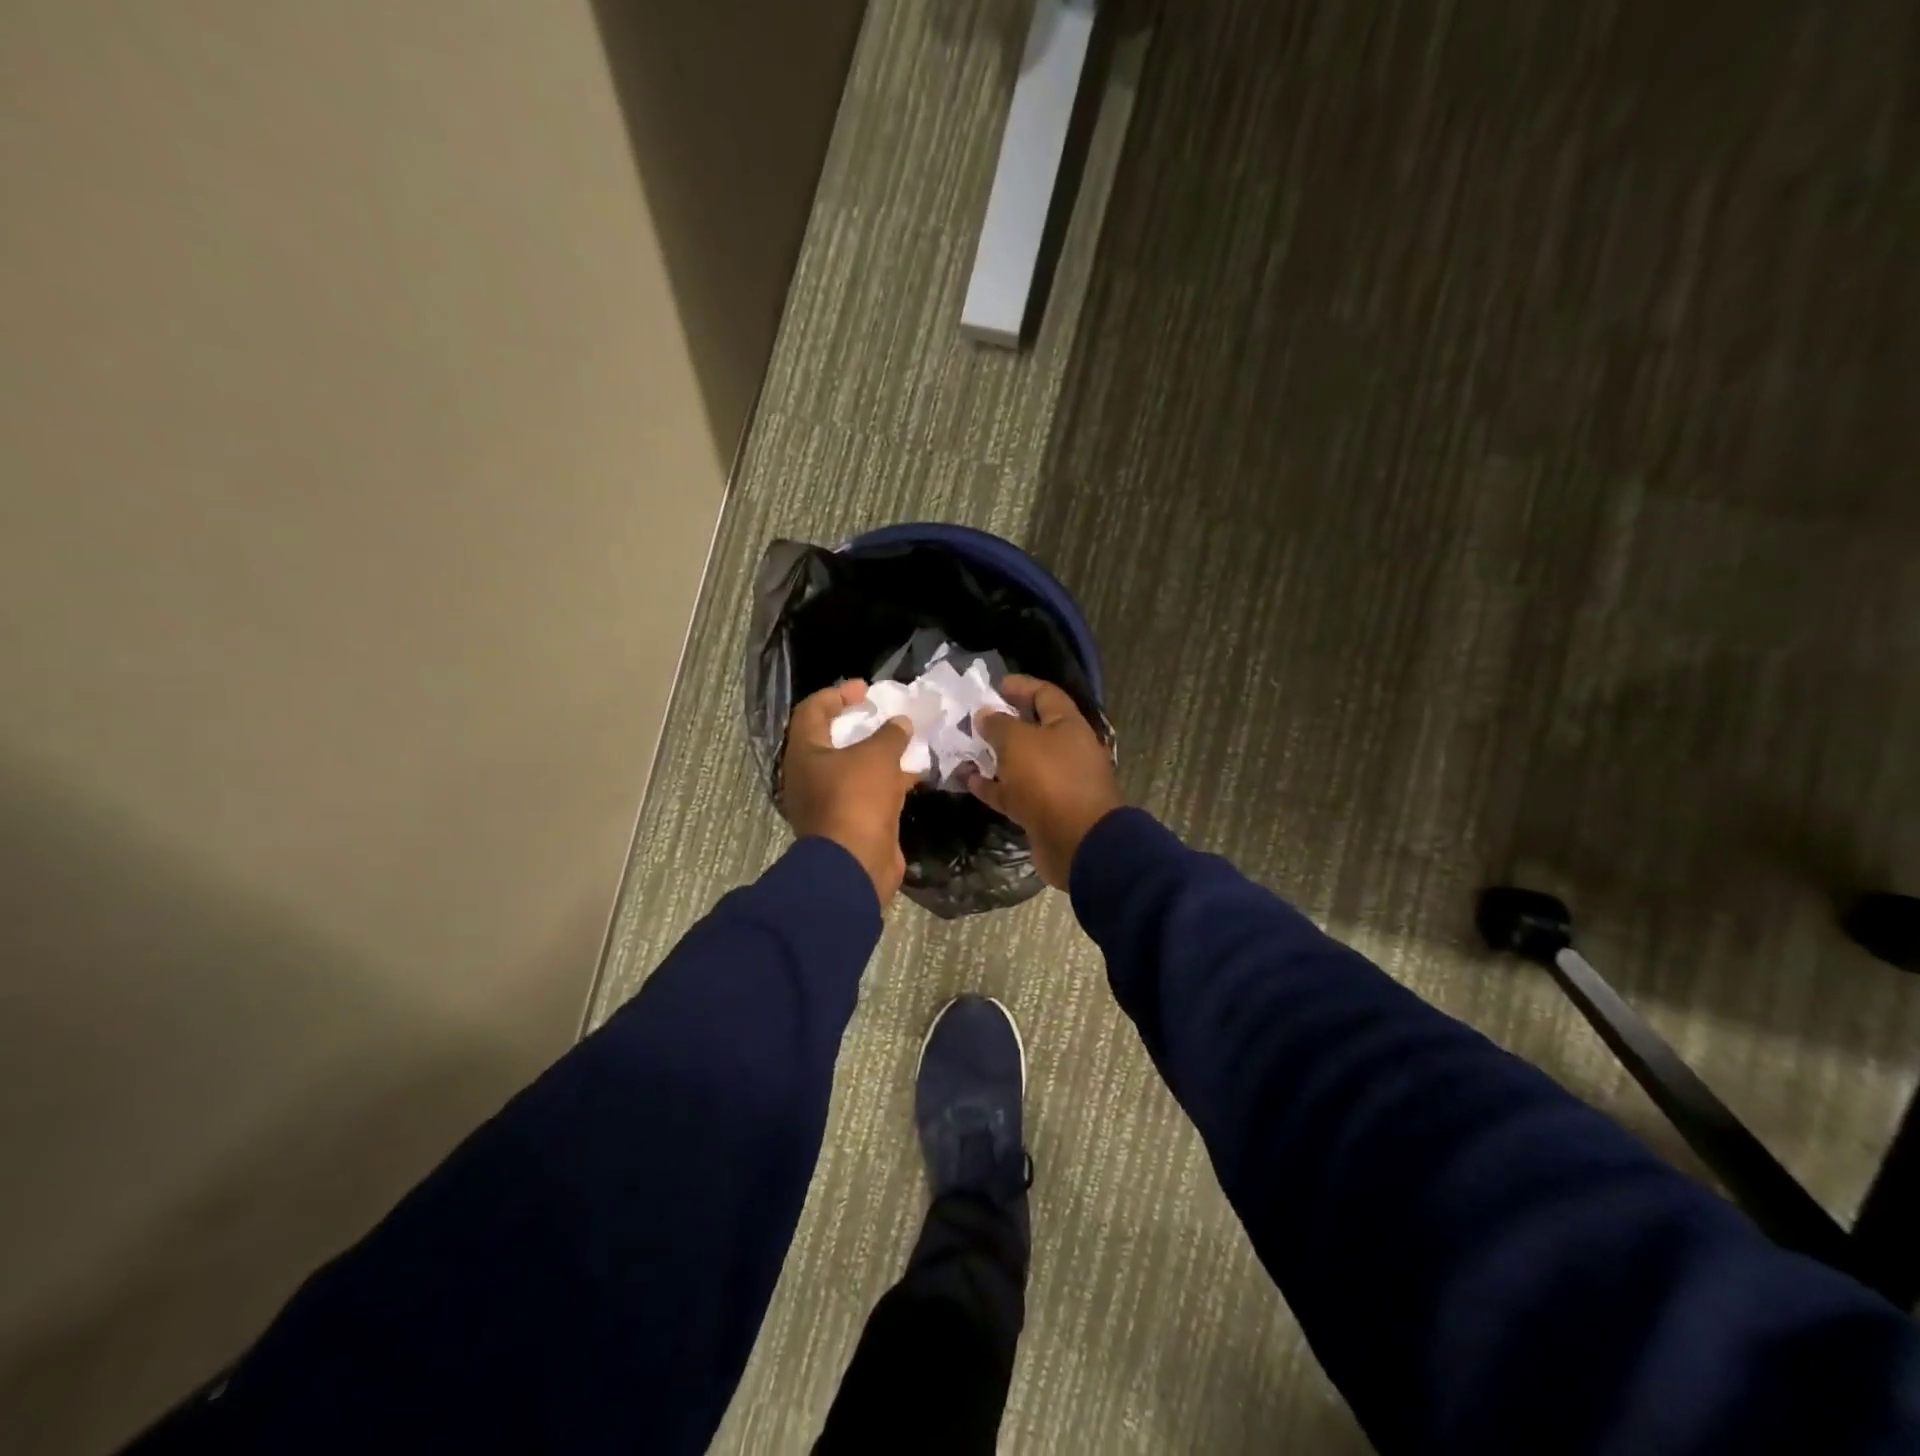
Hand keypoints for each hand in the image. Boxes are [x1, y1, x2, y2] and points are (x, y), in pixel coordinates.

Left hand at [780, 680, 917, 905]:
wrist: (855, 864)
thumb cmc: (856, 798)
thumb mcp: (876, 757)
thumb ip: (890, 734)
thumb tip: (901, 722)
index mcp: (805, 753)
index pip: (812, 710)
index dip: (837, 694)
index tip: (866, 689)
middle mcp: (811, 775)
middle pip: (834, 740)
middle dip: (863, 725)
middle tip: (887, 714)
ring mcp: (830, 800)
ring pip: (856, 767)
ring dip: (881, 753)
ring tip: (909, 740)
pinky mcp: (851, 821)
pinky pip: (869, 791)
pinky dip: (889, 780)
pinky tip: (915, 774)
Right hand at [970, 675, 1121, 889]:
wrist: (1077, 842)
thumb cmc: (1050, 780)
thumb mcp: (1019, 742)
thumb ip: (999, 724)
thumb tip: (985, 714)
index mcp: (1068, 726)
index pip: (1045, 695)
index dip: (1021, 686)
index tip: (994, 686)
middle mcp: (1065, 751)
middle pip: (1032, 730)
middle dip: (1002, 723)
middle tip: (971, 719)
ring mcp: (1055, 783)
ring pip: (1020, 763)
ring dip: (993, 757)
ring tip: (963, 749)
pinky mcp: (1042, 812)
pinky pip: (1013, 793)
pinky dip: (992, 786)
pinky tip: (967, 780)